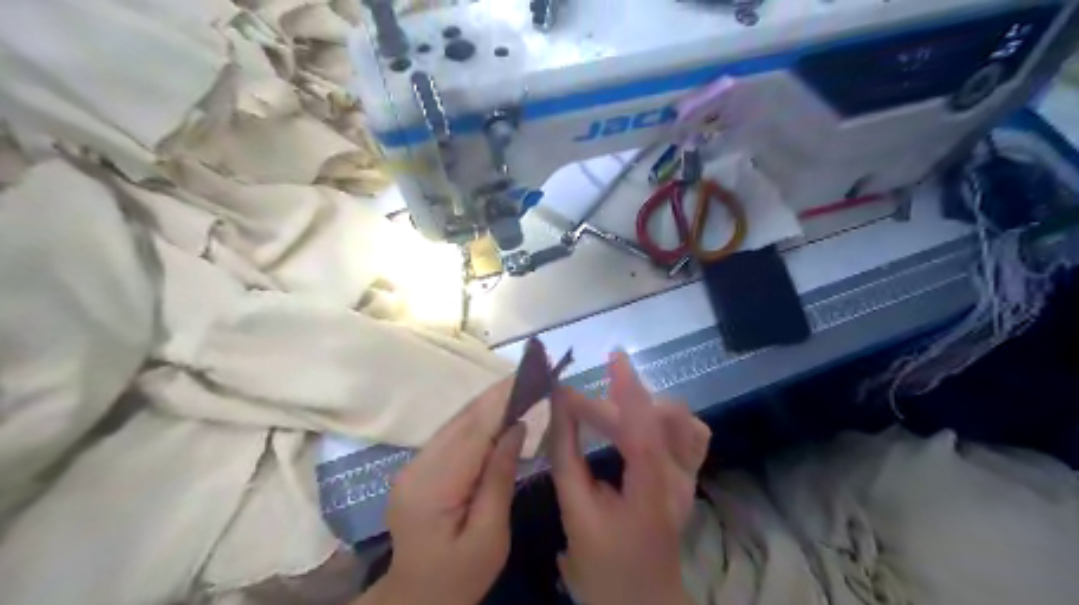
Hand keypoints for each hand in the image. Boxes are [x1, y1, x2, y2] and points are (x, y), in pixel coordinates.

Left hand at [366, 378, 528, 603]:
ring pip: (455, 423)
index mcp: (433, 487)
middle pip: (461, 421)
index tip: (526, 377)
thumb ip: (500, 477)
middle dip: (495, 396)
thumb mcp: (490, 535)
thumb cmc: (460, 576)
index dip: (500, 401)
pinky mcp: (418, 468)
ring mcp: (413, 466)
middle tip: (529, 375)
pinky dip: (476, 420)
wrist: (416, 599)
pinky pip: (451, 435)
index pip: (472, 432)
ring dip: (487, 404)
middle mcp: (416, 467)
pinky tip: (497, 413)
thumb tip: (515, 427)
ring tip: (519, 387)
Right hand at [552, 353, 713, 604]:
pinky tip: (640, 420)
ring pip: (682, 421)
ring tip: (608, 407)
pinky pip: (689, 434)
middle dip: (611, 404)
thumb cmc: (603, 564)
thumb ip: (566, 454)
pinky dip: (665, 417)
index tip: (611, 357)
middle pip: (657, 419)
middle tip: (571, 405)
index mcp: (651, 493)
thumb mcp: (575, 511)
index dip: (629, 389)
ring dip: (643, 405)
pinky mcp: (689, 476)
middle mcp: (680, 479)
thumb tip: (559, 407)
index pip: (645, 430)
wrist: (642, 599)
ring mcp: (690, 477)